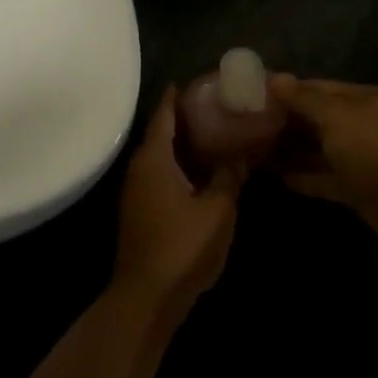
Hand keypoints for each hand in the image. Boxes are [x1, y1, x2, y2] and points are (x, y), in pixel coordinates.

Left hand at [114, 88, 243, 316]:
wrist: (148, 296)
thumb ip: (229, 177)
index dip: (178, 96)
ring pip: (161, 156)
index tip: (196, 81)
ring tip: (214, 133)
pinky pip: (161, 175)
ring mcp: (137, 191)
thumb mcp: (217, 209)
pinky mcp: (141, 211)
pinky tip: (202, 170)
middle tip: (215, 106)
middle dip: (185, 118)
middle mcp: (139, 168)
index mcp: (154, 159)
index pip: (164, 115)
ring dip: (183, 144)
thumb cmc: (183, 245)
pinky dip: (180, 165)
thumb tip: (240, 154)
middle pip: (161, 133)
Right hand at [268, 76, 377, 250]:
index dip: (288, 90)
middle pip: (318, 119)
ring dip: (292, 150)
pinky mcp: (356, 189)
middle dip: (287, 121)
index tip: (255, 94)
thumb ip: (303, 98)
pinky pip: (323, 178)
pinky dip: (303, 177)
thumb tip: (275, 78)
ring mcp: (360, 158)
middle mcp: (362, 125)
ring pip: (319, 150)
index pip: (319, 88)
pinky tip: (276, 176)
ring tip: (255, 149)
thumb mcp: (335, 114)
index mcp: (363, 100)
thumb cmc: (373, 146)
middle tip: (249, 124)